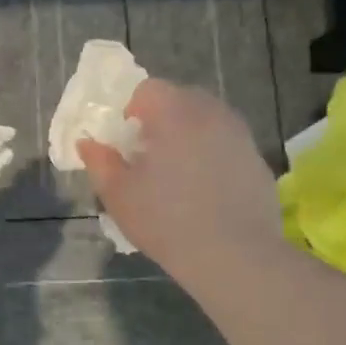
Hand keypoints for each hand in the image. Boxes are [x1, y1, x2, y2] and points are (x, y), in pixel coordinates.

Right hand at [76, 79, 279, 276]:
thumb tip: (87, 143)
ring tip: (177, 172)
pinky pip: (227, 145)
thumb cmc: (166, 220)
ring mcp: (240, 136)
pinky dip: (213, 155)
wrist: (235, 256)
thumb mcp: (118, 194)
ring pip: (207, 120)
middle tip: (148, 154)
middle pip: (181, 99)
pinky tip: (205, 191)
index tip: (126, 140)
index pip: (148, 89)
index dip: (131, 109)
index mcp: (174, 113)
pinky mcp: (258, 161)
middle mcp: (211, 114)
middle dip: (161, 118)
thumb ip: (99, 162)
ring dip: (189, 135)